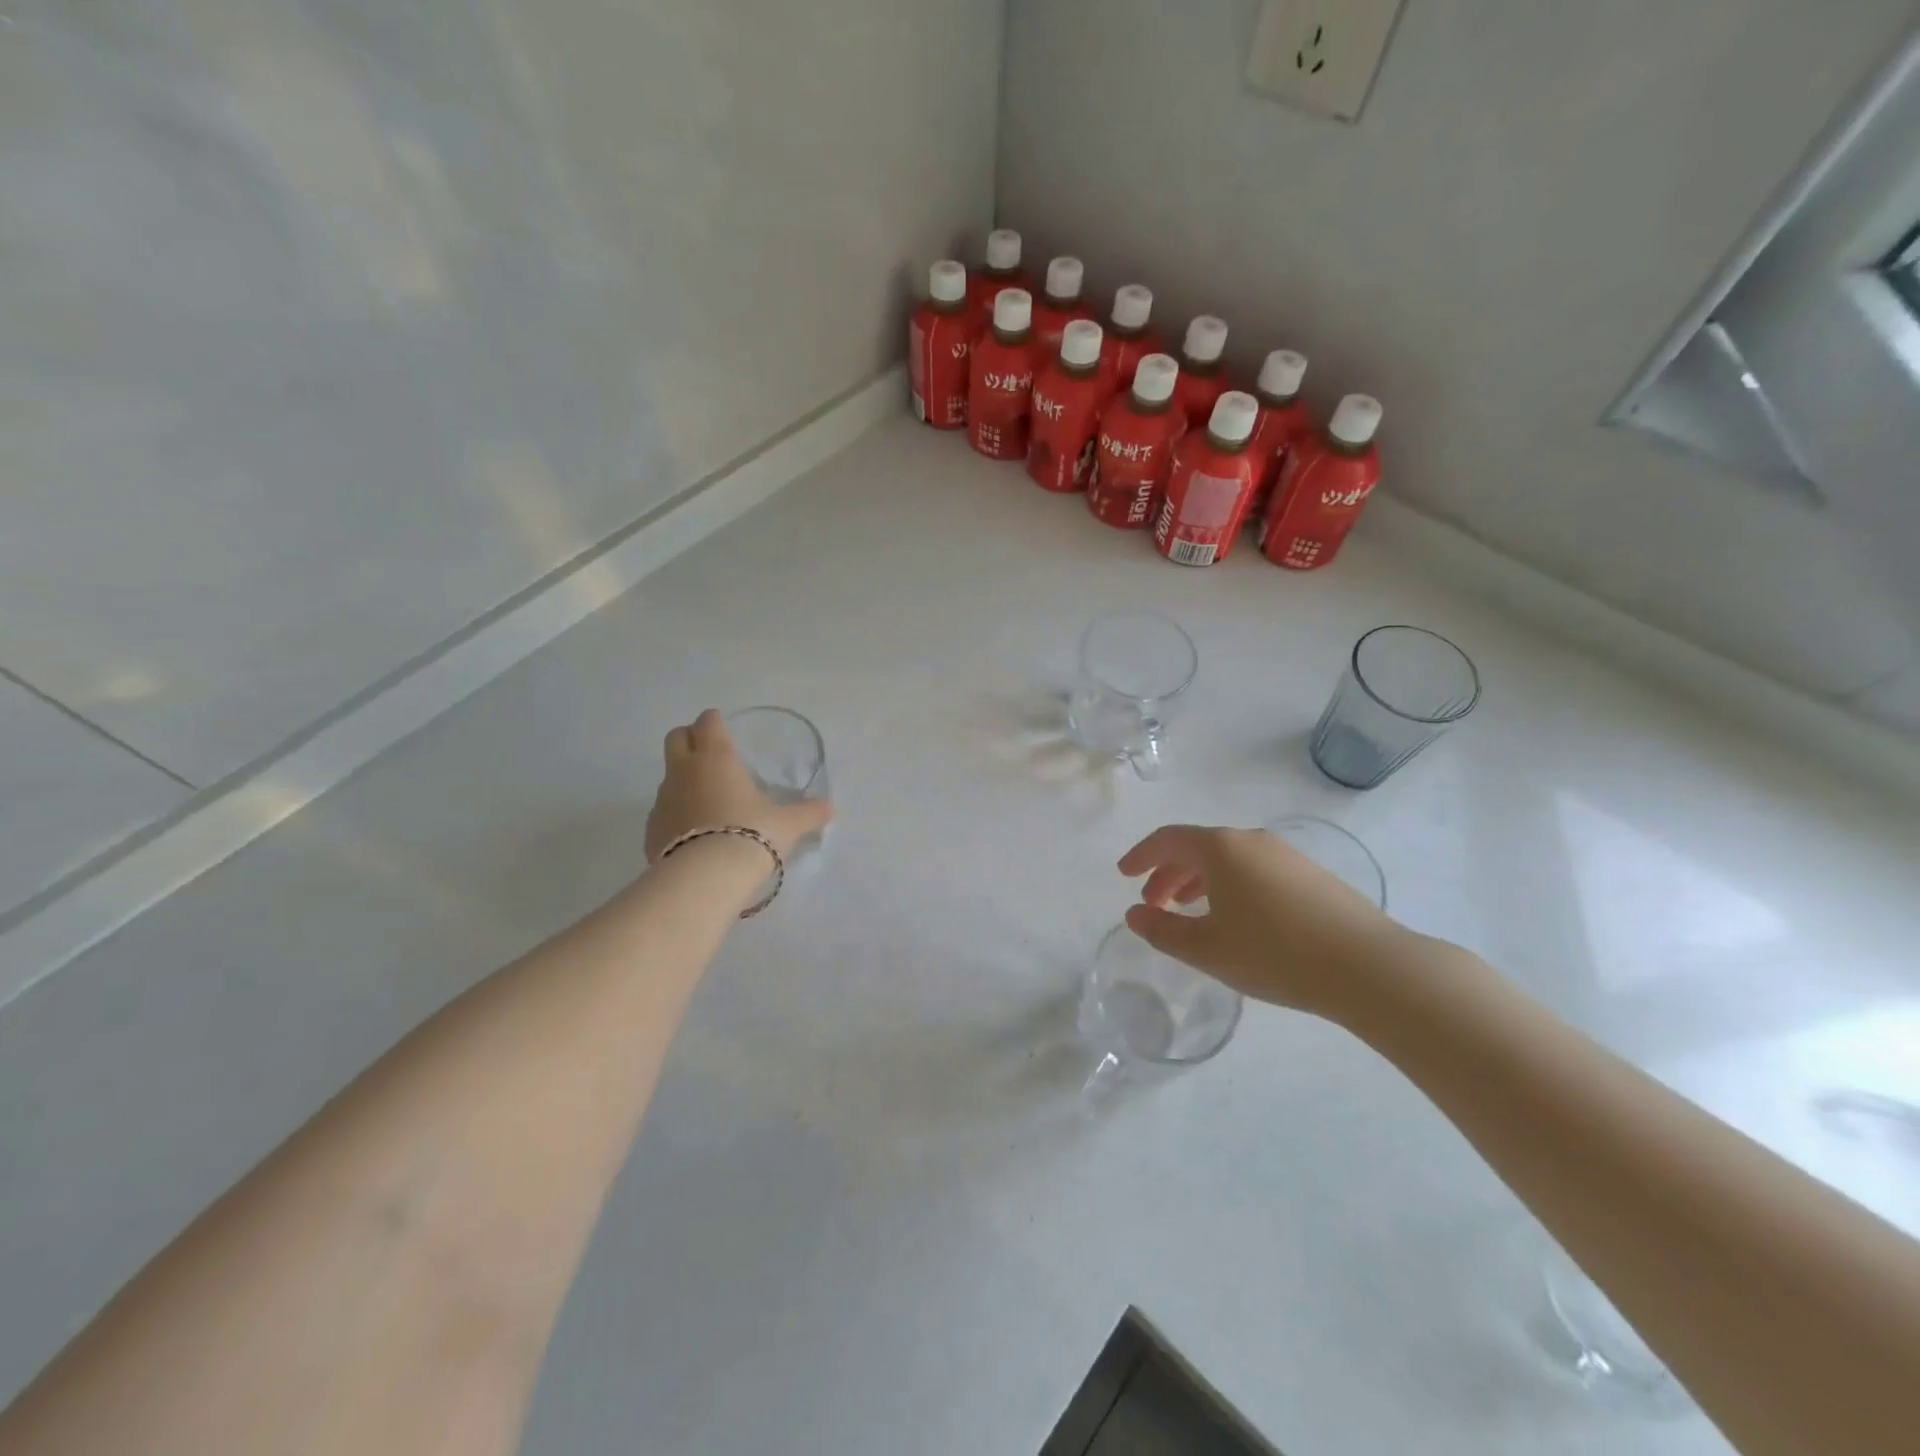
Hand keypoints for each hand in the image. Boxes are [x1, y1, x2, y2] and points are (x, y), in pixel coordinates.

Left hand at [646, 710, 835, 862]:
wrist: (706, 878)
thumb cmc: (751, 835)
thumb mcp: (788, 825)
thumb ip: (809, 813)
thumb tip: (831, 809)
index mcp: (717, 758)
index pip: (708, 723)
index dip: (715, 721)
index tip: (722, 726)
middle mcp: (685, 771)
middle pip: (676, 738)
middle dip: (689, 739)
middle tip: (709, 752)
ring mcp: (663, 800)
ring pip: (669, 776)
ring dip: (684, 779)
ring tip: (708, 799)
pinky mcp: (652, 829)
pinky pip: (664, 810)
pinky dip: (677, 813)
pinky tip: (695, 831)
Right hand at [1118, 824, 1409, 1018]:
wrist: (1369, 967)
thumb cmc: (1275, 953)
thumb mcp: (1207, 949)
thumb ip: (1163, 930)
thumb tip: (1134, 915)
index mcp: (1221, 849)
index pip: (1168, 840)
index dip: (1140, 856)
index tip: (1124, 874)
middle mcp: (1252, 840)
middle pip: (1197, 848)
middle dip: (1168, 873)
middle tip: (1153, 904)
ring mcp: (1286, 855)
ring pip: (1228, 860)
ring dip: (1199, 881)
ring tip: (1189, 912)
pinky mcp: (1311, 875)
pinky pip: (1254, 870)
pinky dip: (1229, 886)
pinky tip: (1235, 918)